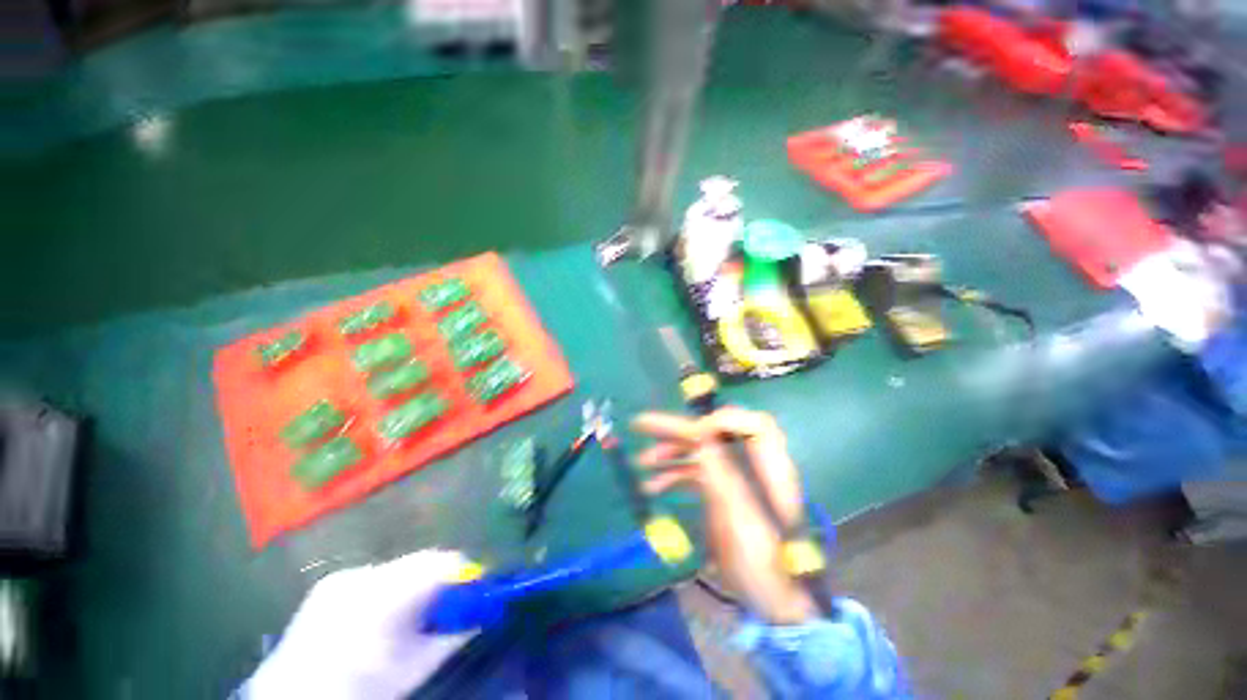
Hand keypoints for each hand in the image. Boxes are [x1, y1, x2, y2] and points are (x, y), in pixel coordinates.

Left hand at [246, 550, 475, 698]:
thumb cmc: (360, 690)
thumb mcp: (414, 668)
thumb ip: (454, 634)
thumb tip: (485, 612)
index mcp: (384, 595)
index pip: (441, 563)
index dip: (465, 573)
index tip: (478, 589)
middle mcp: (363, 574)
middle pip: (422, 561)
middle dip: (442, 579)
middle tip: (452, 603)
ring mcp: (343, 575)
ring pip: (401, 567)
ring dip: (417, 584)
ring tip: (417, 613)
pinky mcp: (332, 582)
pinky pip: (378, 575)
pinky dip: (393, 588)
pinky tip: (387, 615)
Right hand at [631, 408, 816, 624]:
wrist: (773, 603)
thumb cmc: (763, 565)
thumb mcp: (740, 518)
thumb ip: (720, 472)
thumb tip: (699, 433)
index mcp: (770, 469)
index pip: (753, 425)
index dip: (722, 421)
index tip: (691, 433)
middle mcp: (752, 465)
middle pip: (716, 433)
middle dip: (679, 429)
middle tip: (642, 426)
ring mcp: (735, 477)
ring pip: (701, 451)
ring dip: (671, 452)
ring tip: (642, 462)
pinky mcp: (721, 492)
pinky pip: (695, 473)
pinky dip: (674, 475)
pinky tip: (652, 485)